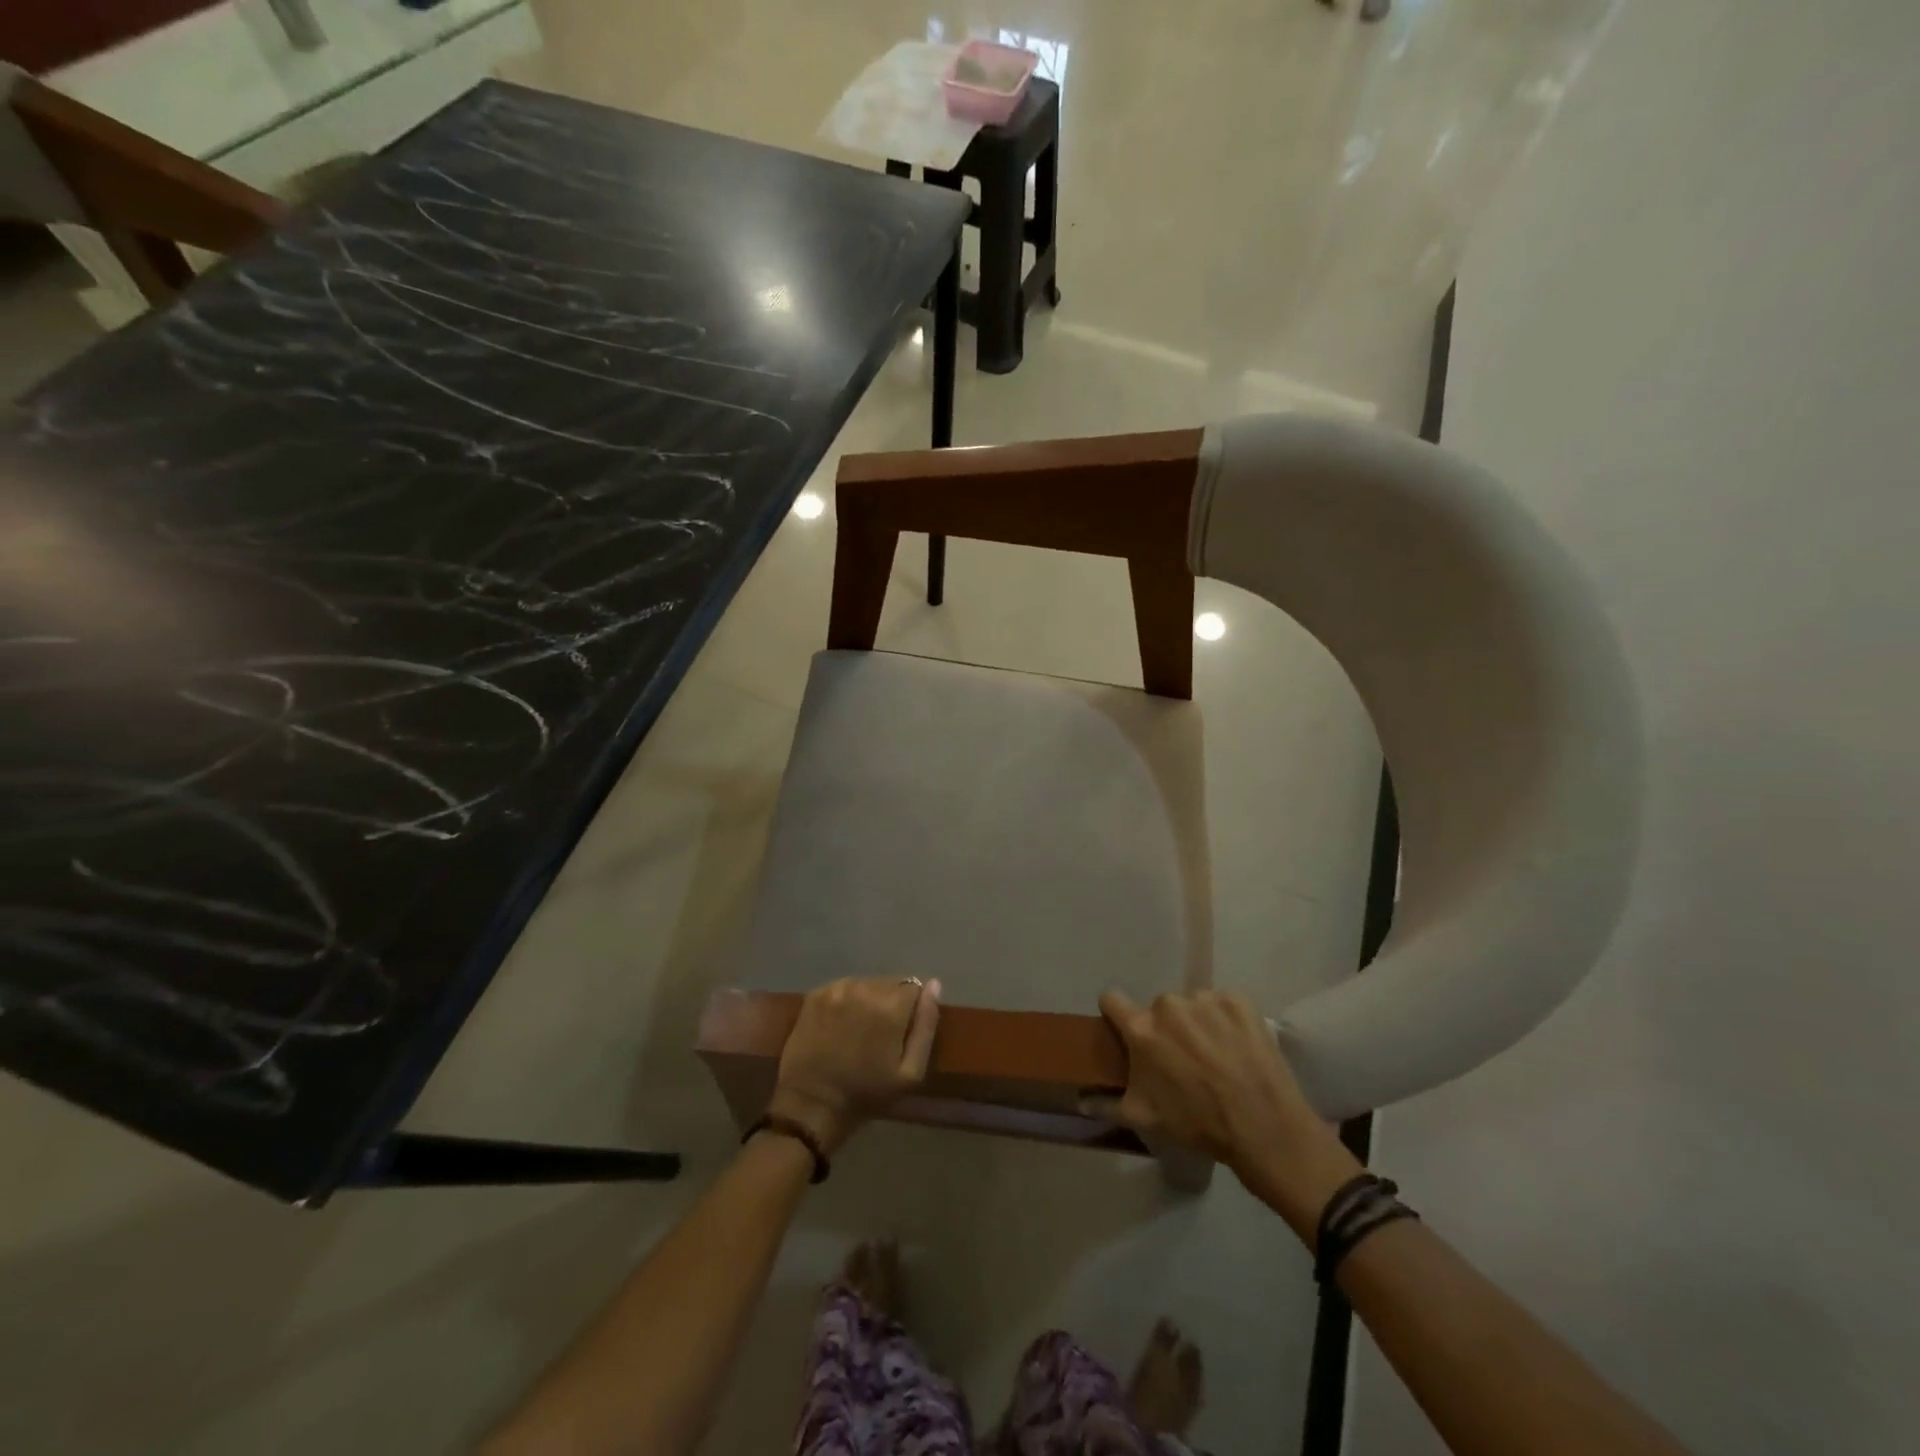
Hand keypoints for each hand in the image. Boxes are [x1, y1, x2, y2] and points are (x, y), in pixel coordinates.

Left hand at [768, 977, 941, 1153]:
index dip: (912, 1008)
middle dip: (891, 1002)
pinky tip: (841, 1024)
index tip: (903, 1029)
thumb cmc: (866, 1093)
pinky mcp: (816, 994)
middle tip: (881, 1033)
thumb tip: (933, 986)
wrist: (811, 1104)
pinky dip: (846, 1000)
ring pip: (866, 983)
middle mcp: (865, 988)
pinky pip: (843, 987)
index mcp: (891, 1006)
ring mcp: (837, 989)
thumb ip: (926, 1026)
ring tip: (860, 1028)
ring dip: (868, 999)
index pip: (915, 987)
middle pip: (890, 983)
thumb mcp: (911, 1073)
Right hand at [1092, 990, 1362, 1236]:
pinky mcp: (1239, 1001)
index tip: (1126, 1031)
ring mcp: (1206, 999)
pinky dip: (1227, 1021)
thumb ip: (1107, 1104)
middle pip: (1159, 1008)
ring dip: (1198, 1023)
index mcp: (1141, 1028)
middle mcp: (1169, 1005)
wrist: (1264, 1128)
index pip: (1112, 1000)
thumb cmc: (1198, 1124)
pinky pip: (1223, 1004)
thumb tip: (1080, 1100)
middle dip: (1166, 1028)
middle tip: (1183, 1059)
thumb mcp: (1145, 1119)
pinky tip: (1238, 1047)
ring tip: (1217, 1056)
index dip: (1115, 1014)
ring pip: (1192, 1005)